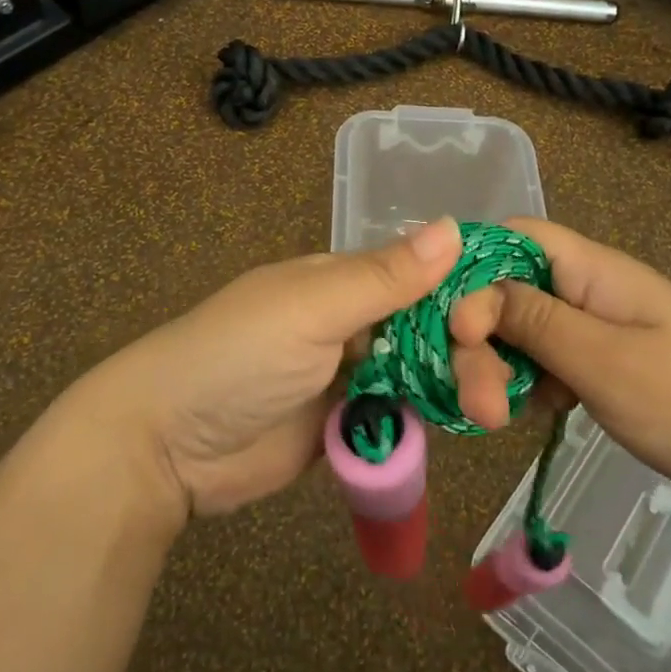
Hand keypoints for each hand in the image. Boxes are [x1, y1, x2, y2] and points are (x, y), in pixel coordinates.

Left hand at [85, 218, 466, 517]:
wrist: (164, 445)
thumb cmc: (237, 356)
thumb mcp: (312, 309)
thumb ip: (383, 276)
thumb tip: (454, 225)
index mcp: (341, 280)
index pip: (420, 276)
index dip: (464, 294)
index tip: (505, 323)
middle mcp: (350, 321)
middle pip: (426, 330)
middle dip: (464, 355)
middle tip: (495, 398)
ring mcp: (346, 376)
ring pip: (418, 374)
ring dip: (453, 390)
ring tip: (489, 417)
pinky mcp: (342, 426)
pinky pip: (396, 417)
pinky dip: (425, 421)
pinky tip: (462, 430)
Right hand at [446, 218, 670, 505]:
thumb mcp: (603, 362)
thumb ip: (533, 322)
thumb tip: (471, 295)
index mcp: (591, 268)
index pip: (512, 237)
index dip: (471, 271)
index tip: (454, 328)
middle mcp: (587, 287)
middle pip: (509, 290)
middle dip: (482, 340)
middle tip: (476, 403)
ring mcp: (596, 324)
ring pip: (523, 328)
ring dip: (501, 367)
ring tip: (496, 418)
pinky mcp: (603, 358)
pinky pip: (547, 357)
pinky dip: (529, 382)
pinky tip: (527, 414)